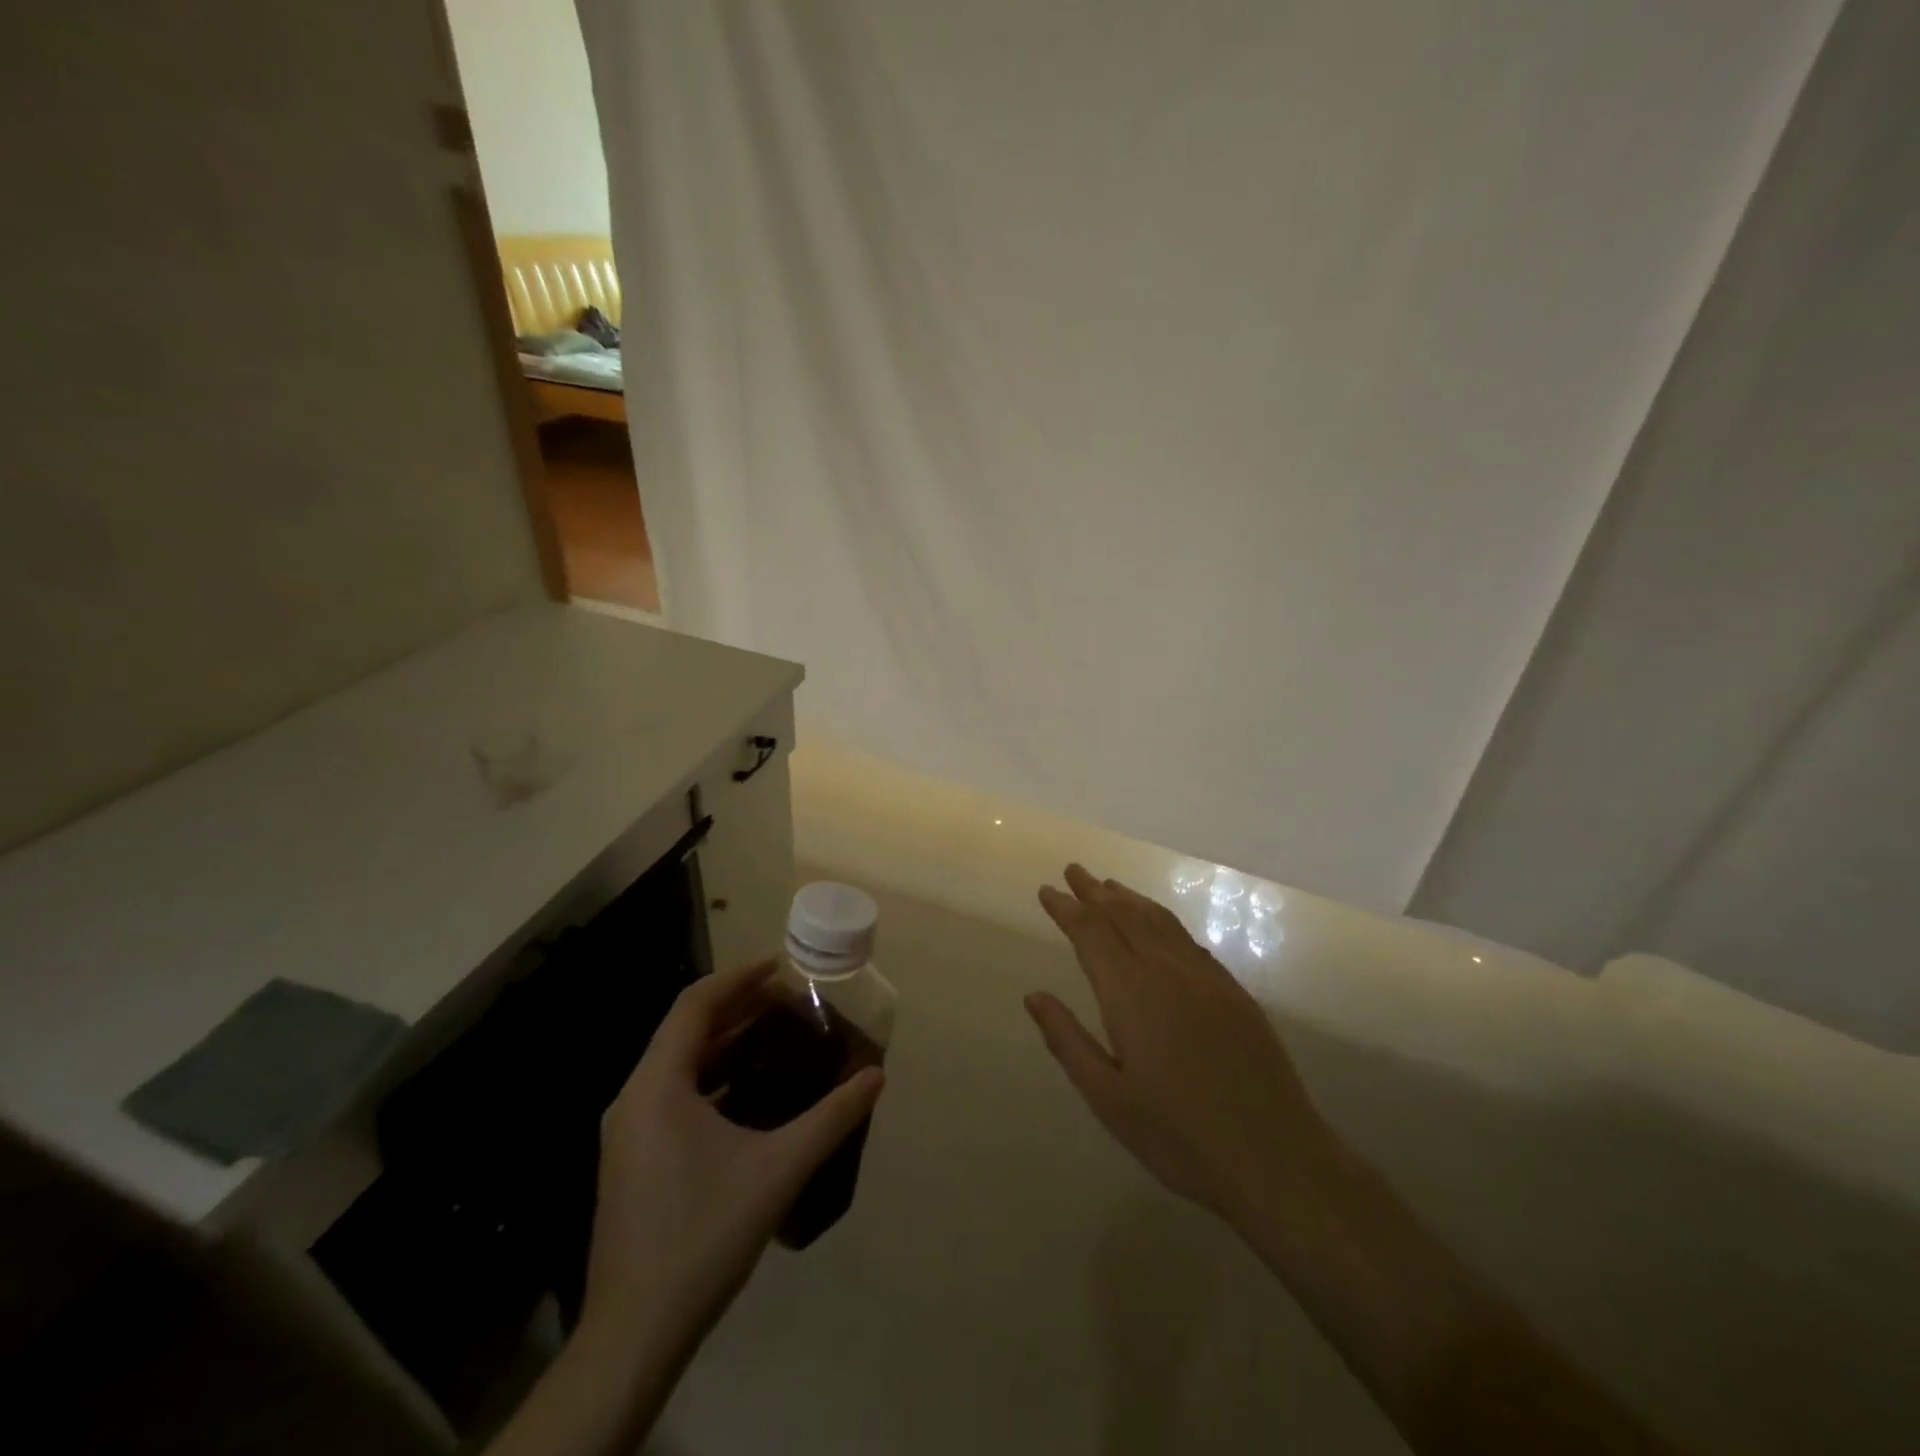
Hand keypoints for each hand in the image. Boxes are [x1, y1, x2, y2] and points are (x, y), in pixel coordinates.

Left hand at [581, 959, 885, 1348]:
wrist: (634, 1335)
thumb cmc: (704, 1235)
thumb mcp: (779, 1169)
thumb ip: (831, 1117)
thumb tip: (876, 1076)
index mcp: (657, 1086)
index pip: (695, 1005)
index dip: (738, 977)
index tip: (779, 965)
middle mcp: (634, 1098)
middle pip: (685, 1029)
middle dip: (736, 1007)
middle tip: (787, 1000)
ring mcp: (627, 1132)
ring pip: (677, 1064)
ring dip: (723, 1043)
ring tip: (773, 1035)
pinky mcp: (632, 1160)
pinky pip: (672, 1094)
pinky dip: (710, 1077)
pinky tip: (747, 1093)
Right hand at [1026, 864, 1333, 1231]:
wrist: (1274, 1158)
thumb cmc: (1178, 1136)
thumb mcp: (1107, 1098)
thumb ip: (1067, 1040)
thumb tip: (1034, 996)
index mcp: (1130, 992)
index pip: (1091, 932)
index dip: (1066, 908)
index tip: (1047, 890)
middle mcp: (1167, 970)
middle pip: (1126, 914)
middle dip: (1096, 891)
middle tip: (1074, 871)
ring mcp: (1206, 977)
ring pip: (1160, 921)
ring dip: (1130, 899)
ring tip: (1110, 886)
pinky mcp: (1234, 992)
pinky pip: (1189, 939)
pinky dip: (1163, 920)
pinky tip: (1159, 926)